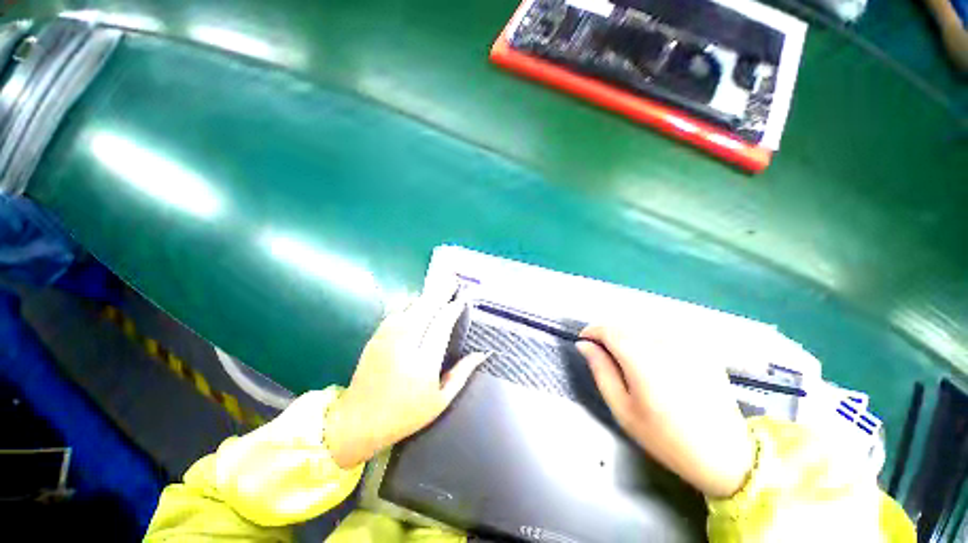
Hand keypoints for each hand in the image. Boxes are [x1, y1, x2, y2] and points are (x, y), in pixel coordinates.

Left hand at [325, 286, 488, 468]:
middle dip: (441, 292)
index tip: (463, 298)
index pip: (442, 324)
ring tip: (439, 287)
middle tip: (453, 280)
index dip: (453, 308)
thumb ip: (462, 373)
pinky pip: (397, 312)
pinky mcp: (376, 336)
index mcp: (423, 363)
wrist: (359, 420)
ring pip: (410, 307)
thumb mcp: (440, 401)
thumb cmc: (405, 414)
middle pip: (426, 308)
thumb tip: (482, 354)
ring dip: (426, 295)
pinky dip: (411, 303)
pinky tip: (419, 301)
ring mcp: (387, 338)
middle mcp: (404, 344)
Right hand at [577, 325, 754, 497]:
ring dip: (628, 336)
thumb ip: (601, 371)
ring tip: (629, 360)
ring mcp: (686, 343)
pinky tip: (656, 361)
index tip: (584, 342)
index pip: (608, 329)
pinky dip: (650, 340)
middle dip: (608, 335)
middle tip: (605, 355)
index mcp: (643, 359)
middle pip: (624, 325)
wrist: (725, 454)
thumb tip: (584, 345)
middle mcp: (664, 343)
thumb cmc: (666, 437)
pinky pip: (664, 333)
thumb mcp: (623, 409)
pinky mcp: (700, 348)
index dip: (592, 331)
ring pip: (643, 327)